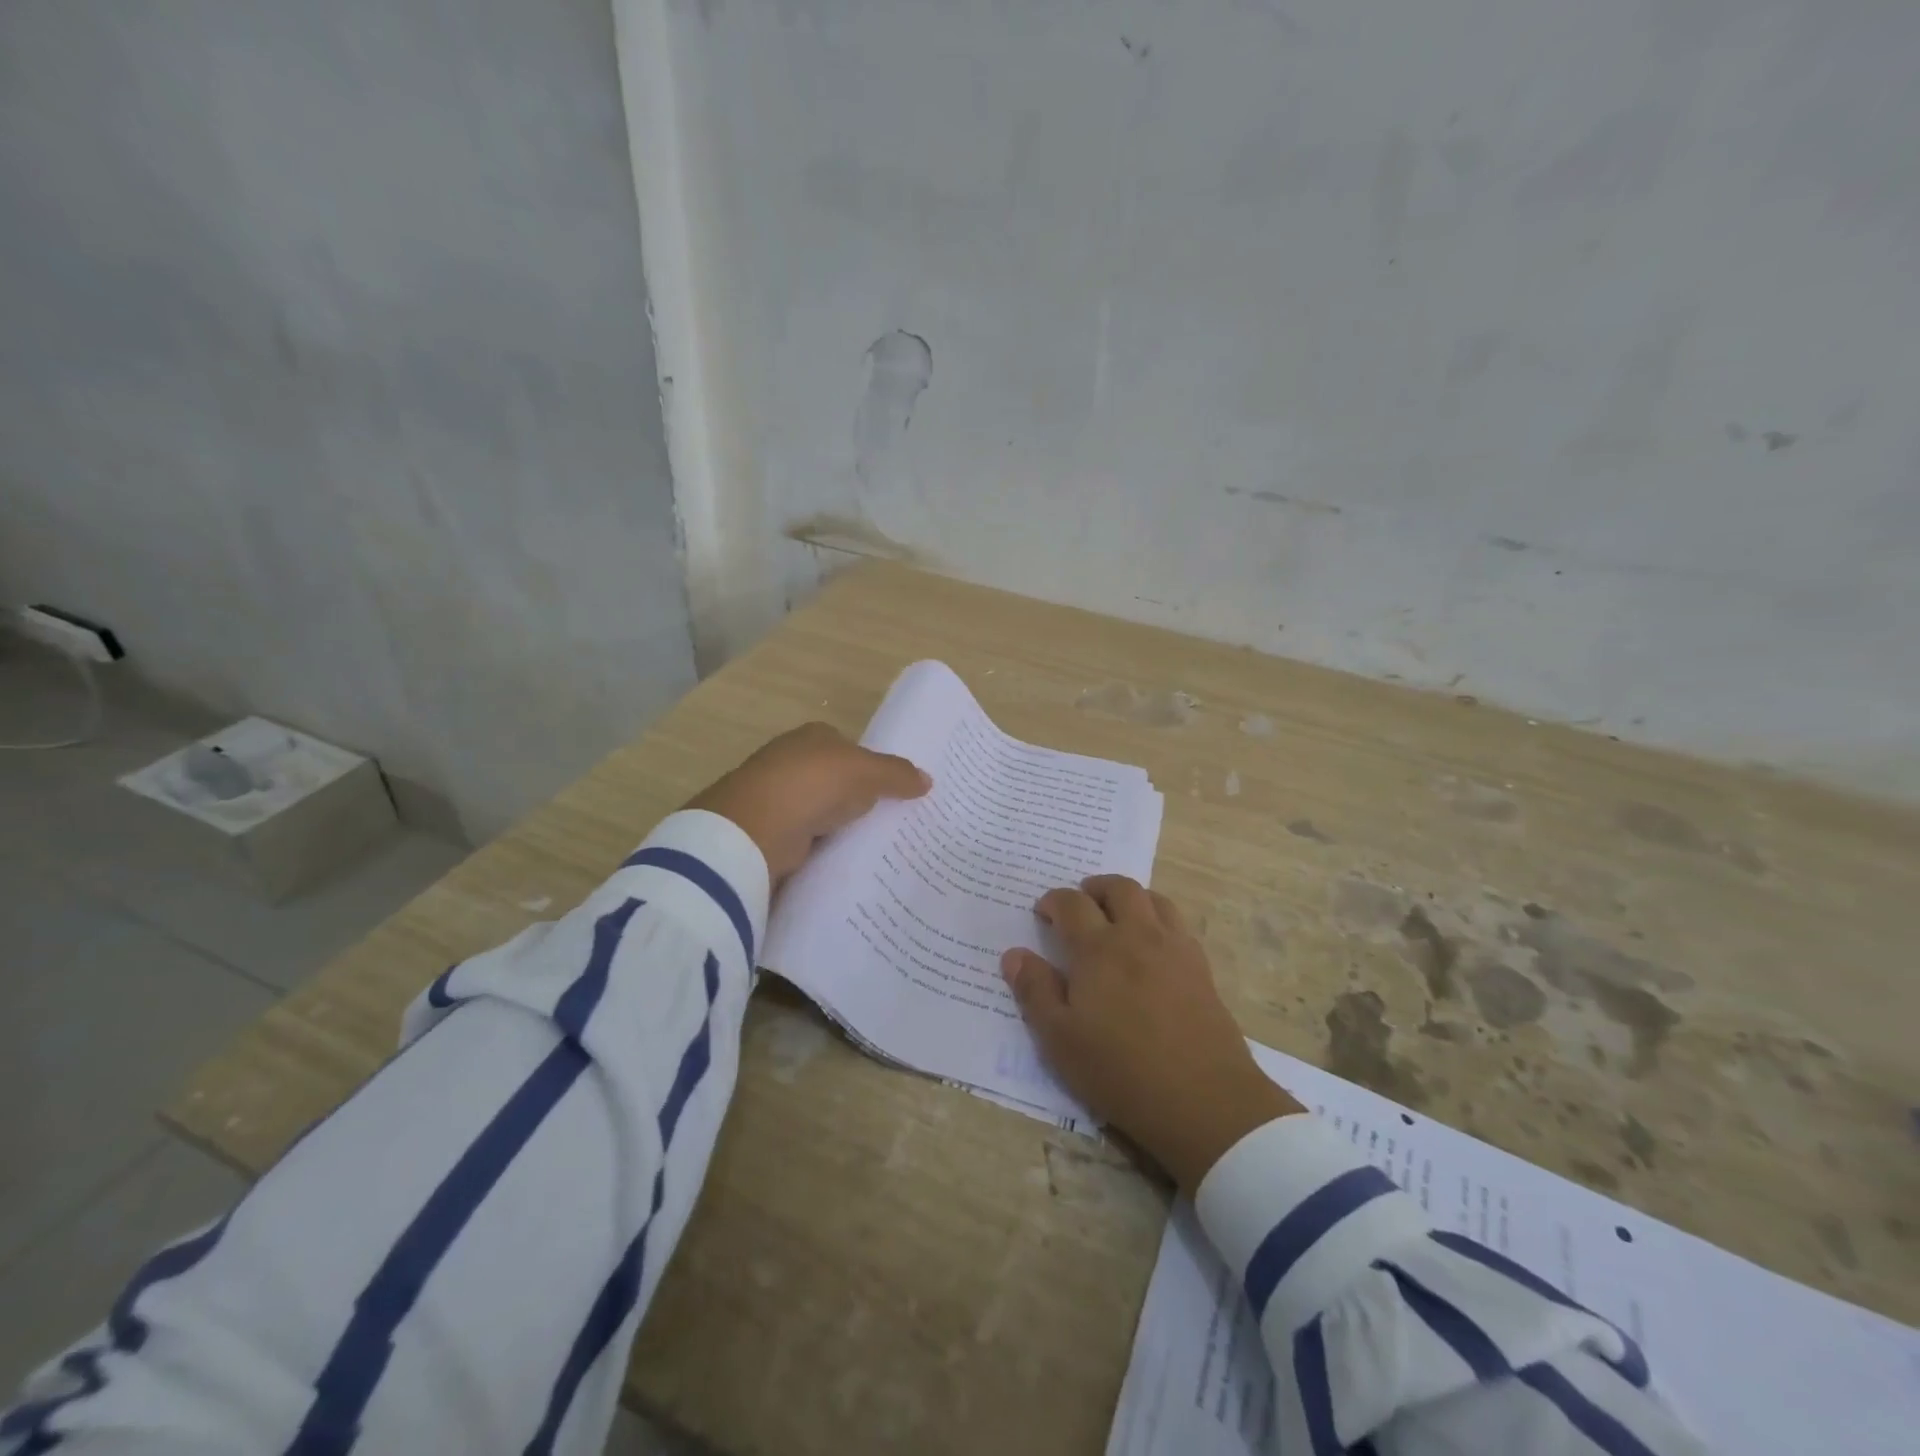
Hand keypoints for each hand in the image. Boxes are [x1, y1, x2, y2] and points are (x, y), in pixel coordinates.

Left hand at [686, 722, 930, 883]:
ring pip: (818, 810)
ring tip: (873, 845)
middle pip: (833, 779)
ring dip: (836, 824)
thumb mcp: (867, 773)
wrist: (757, 827)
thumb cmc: (814, 783)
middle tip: (890, 820)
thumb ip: (897, 774)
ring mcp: (775, 796)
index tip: (893, 790)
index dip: (871, 766)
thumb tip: (928, 780)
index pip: (848, 747)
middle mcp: (790, 760)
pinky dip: (820, 846)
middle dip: (854, 797)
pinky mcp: (768, 831)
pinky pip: (805, 838)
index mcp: (813, 737)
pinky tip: (840, 859)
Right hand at [1001, 876, 1302, 1192]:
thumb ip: (1035, 991)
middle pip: (1119, 889)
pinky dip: (1159, 918)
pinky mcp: (1201, 968)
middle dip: (1094, 888)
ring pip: (1154, 899)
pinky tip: (1152, 944)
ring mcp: (1175, 949)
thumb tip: (1014, 954)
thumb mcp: (1060, 1040)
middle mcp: (1138, 936)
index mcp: (1098, 949)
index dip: (1053, 901)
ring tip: (1117, 916)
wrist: (1204, 1100)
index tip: (1043, 912)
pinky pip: (1178, 924)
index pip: (1072, 904)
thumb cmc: (1121, 1071)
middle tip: (1081, 903)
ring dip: (1130, 897)